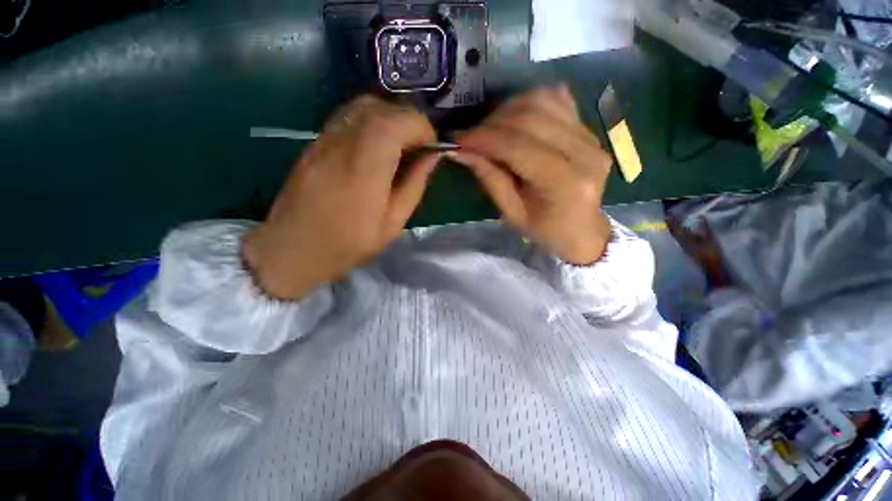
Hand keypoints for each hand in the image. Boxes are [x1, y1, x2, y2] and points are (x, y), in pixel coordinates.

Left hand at [243, 96, 439, 299]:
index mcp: (367, 166)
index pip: (399, 121)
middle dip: (409, 122)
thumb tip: (432, 157)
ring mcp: (325, 138)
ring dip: (390, 119)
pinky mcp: (316, 141)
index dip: (422, 128)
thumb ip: (414, 184)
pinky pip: (349, 116)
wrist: (293, 248)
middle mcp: (344, 142)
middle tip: (418, 148)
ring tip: (400, 147)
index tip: (431, 148)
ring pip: (364, 106)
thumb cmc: (349, 243)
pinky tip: (376, 147)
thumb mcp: (393, 222)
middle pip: (382, 108)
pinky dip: (371, 122)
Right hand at [452, 85, 612, 264]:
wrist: (581, 229)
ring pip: (543, 100)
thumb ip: (490, 178)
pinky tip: (515, 119)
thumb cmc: (544, 230)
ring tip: (491, 129)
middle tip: (472, 137)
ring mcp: (591, 136)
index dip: (485, 139)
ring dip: (508, 110)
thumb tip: (462, 151)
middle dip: (492, 124)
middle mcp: (584, 152)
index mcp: (564, 183)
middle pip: (530, 118)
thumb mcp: (511, 212)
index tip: (459, 140)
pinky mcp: (589, 129)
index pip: (518, 147)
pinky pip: (557, 98)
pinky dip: (529, 103)